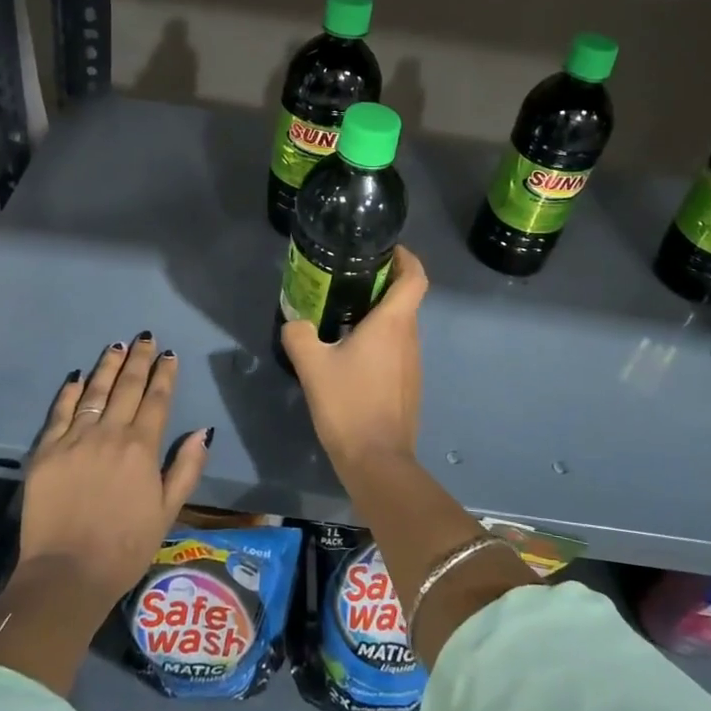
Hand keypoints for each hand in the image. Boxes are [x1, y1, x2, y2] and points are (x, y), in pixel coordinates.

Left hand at [17, 333, 212, 608]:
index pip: (157, 400)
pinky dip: (70, 392)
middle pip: (127, 387)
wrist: (67, 573)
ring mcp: (75, 439)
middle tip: (145, 338)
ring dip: (108, 366)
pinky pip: (60, 412)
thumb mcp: (168, 511)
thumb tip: (203, 430)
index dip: (164, 374)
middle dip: (139, 360)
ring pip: (95, 391)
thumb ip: (186, 468)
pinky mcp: (46, 450)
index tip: (169, 355)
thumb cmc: (125, 547)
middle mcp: (110, 433)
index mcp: (142, 447)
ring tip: (116, 346)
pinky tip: (78, 376)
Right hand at [281, 245, 426, 472]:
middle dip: (383, 283)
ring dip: (379, 313)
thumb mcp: (312, 365)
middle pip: (406, 298)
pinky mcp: (408, 384)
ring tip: (343, 313)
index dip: (406, 257)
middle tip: (349, 279)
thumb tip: (295, 322)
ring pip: (400, 325)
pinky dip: (379, 339)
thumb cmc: (348, 404)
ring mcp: (412, 363)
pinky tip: (350, 353)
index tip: (385, 250)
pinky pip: (397, 348)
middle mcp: (410, 337)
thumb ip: (299, 335)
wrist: (377, 460)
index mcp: (393, 323)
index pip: (415, 276)